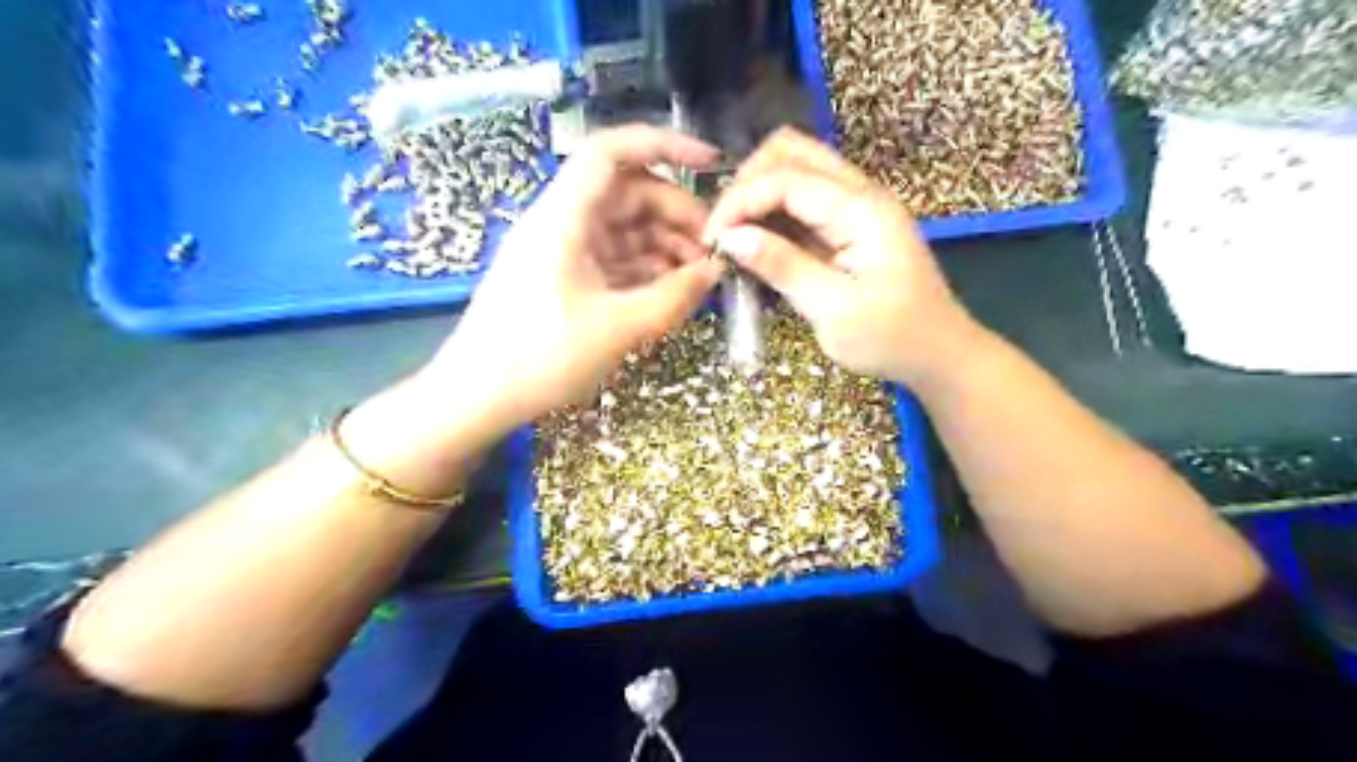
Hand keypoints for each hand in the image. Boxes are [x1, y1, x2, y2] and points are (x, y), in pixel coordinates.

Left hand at [420, 124, 726, 433]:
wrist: (478, 397)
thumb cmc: (541, 357)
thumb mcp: (618, 328)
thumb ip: (673, 297)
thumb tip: (715, 271)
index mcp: (563, 217)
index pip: (612, 152)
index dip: (663, 145)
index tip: (711, 164)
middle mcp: (562, 222)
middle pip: (627, 194)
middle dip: (675, 215)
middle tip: (712, 252)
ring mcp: (562, 251)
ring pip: (624, 229)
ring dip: (664, 246)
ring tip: (698, 278)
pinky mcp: (565, 278)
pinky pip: (614, 259)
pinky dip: (644, 270)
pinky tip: (670, 291)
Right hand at [705, 129, 981, 385]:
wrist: (939, 354)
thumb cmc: (891, 339)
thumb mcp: (833, 310)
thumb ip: (783, 266)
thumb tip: (730, 238)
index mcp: (862, 210)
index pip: (787, 178)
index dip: (741, 201)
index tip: (713, 239)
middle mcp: (860, 194)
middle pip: (791, 152)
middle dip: (747, 183)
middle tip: (724, 230)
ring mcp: (856, 206)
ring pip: (795, 170)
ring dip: (758, 195)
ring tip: (734, 237)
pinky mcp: (849, 225)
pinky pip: (802, 201)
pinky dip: (773, 214)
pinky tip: (757, 244)